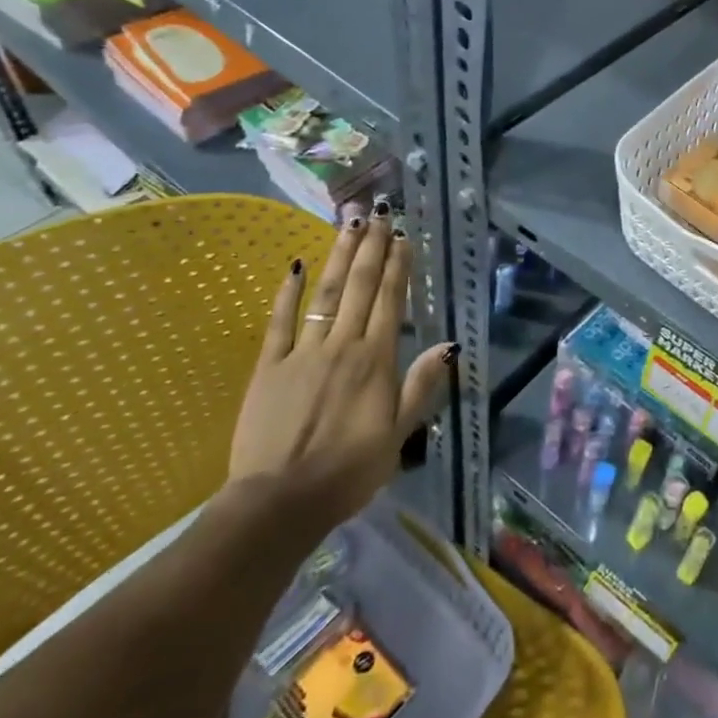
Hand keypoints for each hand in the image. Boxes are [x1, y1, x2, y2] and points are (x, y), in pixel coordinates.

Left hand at [228, 204, 451, 530]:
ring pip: (324, 294)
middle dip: (371, 248)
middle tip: (378, 214)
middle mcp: (342, 345)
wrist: (280, 502)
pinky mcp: (269, 366)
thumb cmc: (349, 471)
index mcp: (376, 361)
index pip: (390, 301)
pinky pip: (279, 321)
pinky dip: (287, 292)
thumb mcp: (398, 435)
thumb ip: (422, 385)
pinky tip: (294, 265)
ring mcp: (303, 352)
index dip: (398, 266)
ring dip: (338, 257)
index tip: (403, 237)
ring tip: (349, 225)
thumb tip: (449, 345)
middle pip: (359, 287)